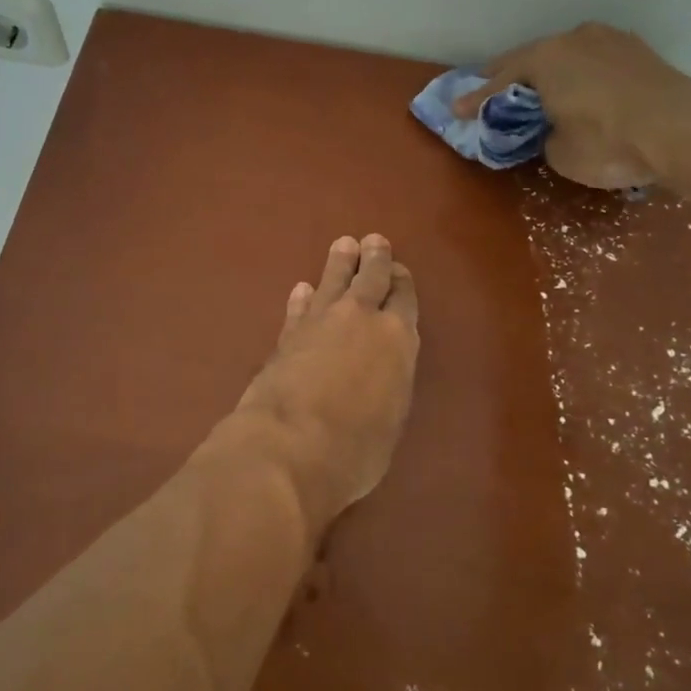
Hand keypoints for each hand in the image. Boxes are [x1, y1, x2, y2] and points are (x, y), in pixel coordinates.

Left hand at [229, 235, 419, 528]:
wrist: (288, 446)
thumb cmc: (355, 449)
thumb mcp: (390, 422)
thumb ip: (388, 386)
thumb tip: (379, 377)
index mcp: (397, 340)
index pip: (404, 299)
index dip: (402, 282)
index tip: (399, 271)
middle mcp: (361, 320)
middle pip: (370, 278)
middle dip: (374, 258)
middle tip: (373, 241)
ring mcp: (320, 323)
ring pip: (332, 282)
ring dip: (339, 264)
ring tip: (343, 245)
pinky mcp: (286, 335)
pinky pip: (299, 308)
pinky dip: (302, 298)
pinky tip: (302, 290)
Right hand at [454, 22, 690, 187]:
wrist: (685, 131)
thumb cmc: (610, 142)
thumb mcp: (560, 152)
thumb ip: (544, 134)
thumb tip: (553, 127)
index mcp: (544, 58)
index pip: (499, 81)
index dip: (476, 100)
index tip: (457, 111)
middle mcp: (573, 38)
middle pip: (530, 59)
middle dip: (509, 78)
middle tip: (491, 93)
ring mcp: (609, 40)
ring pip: (565, 56)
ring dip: (548, 73)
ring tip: (536, 89)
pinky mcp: (637, 51)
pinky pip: (593, 61)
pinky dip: (579, 74)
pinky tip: (579, 87)